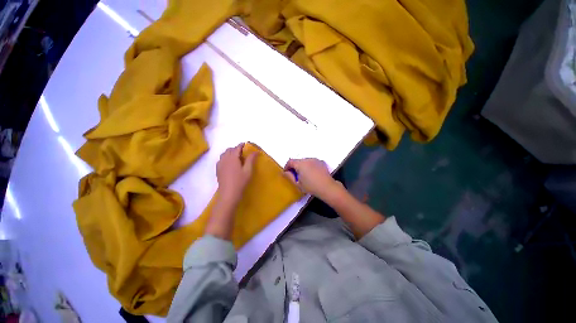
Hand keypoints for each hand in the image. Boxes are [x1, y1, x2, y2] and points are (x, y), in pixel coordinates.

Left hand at [216, 143, 257, 205]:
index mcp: (232, 158)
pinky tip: (229, 163)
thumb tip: (255, 151)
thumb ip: (251, 160)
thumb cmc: (240, 182)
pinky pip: (221, 159)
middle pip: (229, 150)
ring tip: (236, 157)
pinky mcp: (218, 169)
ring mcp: (220, 164)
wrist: (229, 194)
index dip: (241, 145)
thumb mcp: (248, 170)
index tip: (246, 144)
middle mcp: (225, 159)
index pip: (237, 148)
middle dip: (236, 148)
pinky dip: (225, 157)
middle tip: (243, 152)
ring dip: (230, 152)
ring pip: (224, 154)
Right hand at [283, 158, 343, 201]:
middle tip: (295, 175)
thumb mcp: (298, 184)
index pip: (290, 161)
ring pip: (305, 161)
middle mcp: (307, 159)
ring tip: (305, 175)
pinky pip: (312, 162)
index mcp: (300, 164)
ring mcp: (315, 160)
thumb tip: (285, 172)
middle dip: (295, 167)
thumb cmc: (311, 187)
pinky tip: (312, 173)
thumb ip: (290, 177)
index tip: (286, 173)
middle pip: (298, 161)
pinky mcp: (321, 162)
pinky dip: (310, 166)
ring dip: (302, 166)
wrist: (327, 187)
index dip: (287, 167)